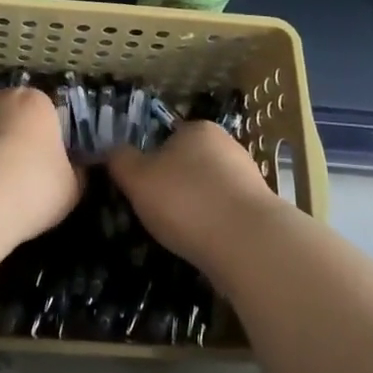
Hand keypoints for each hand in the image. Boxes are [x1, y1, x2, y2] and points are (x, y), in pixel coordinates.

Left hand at [0, 88, 80, 244]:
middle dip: (7, 143)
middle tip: (12, 182)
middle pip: (5, 118)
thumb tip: (75, 172)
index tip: (44, 170)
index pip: (45, 114)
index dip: (45, 142)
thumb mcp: (72, 188)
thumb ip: (74, 174)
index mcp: (34, 102)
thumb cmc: (33, 188)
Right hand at [106, 120, 277, 266]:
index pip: (166, 137)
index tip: (140, 188)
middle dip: (173, 186)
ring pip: (208, 190)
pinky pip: (226, 213)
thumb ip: (120, 161)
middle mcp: (227, 145)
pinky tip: (203, 244)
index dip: (149, 162)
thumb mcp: (137, 178)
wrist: (249, 243)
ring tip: (178, 234)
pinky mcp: (261, 210)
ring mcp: (248, 177)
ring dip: (194, 208)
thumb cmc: (186, 200)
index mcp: (198, 129)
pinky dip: (213, 226)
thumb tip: (112, 152)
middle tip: (155, 213)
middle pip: (189, 163)